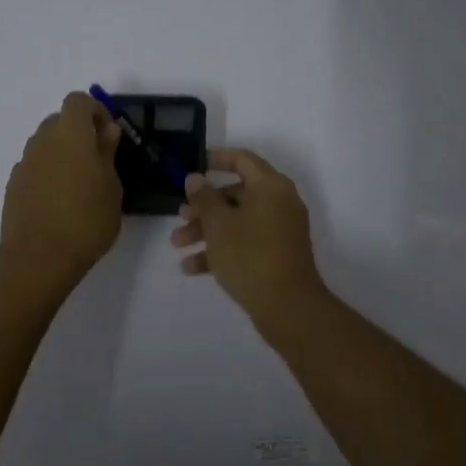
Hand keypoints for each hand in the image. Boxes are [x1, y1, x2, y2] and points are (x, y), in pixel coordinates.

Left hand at [0, 91, 124, 288]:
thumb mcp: (111, 187)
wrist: (38, 258)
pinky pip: (34, 167)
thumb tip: (107, 130)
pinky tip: (58, 201)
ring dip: (62, 152)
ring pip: (45, 144)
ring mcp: (24, 163)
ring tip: (78, 184)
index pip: (78, 101)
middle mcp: (42, 140)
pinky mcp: (13, 185)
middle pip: (59, 121)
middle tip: (97, 160)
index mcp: (70, 134)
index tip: (109, 134)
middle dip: (78, 132)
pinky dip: (47, 172)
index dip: (95, 111)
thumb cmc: (86, 220)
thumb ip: (107, 153)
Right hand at [170, 148, 327, 335]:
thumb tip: (196, 178)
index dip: (217, 159)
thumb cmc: (250, 255)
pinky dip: (222, 250)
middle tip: (180, 216)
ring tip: (178, 245)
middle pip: (236, 194)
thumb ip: (204, 197)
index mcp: (271, 186)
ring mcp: (281, 230)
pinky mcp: (277, 255)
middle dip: (204, 206)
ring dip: (207, 230)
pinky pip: (246, 243)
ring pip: (238, 221)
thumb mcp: (218, 224)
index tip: (194, 165)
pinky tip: (192, 268)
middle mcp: (280, 203)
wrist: (288, 307)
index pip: (242, 160)